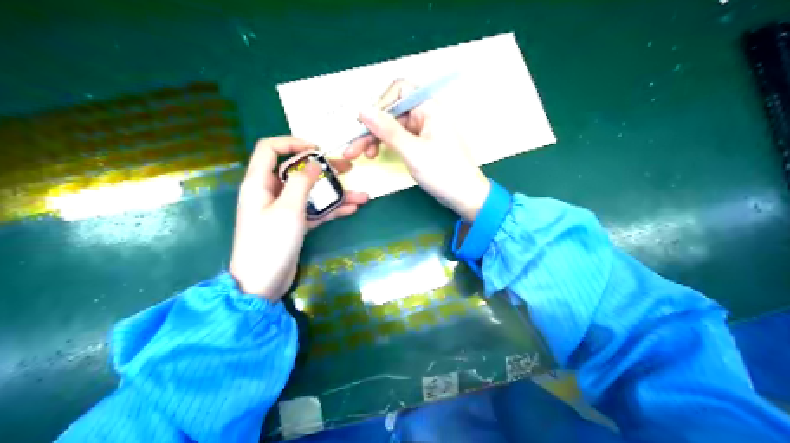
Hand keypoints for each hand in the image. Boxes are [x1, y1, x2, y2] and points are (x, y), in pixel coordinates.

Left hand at [231, 136, 367, 299]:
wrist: (261, 284)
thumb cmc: (270, 243)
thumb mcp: (288, 209)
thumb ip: (302, 182)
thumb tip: (314, 162)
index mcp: (259, 182)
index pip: (270, 149)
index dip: (292, 143)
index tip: (317, 150)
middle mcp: (269, 192)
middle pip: (297, 172)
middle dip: (324, 170)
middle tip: (348, 169)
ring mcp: (282, 210)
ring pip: (310, 193)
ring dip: (334, 193)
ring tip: (362, 194)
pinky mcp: (292, 225)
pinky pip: (313, 211)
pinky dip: (331, 210)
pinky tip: (353, 208)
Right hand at [345, 80, 487, 220]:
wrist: (465, 196)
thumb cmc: (443, 172)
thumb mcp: (412, 151)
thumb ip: (387, 130)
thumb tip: (362, 110)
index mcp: (429, 108)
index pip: (399, 90)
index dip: (380, 104)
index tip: (365, 123)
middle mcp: (425, 114)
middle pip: (392, 111)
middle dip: (372, 127)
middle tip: (353, 149)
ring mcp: (423, 130)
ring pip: (392, 126)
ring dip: (375, 138)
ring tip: (362, 155)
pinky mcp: (420, 144)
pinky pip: (398, 138)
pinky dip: (386, 144)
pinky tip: (376, 154)